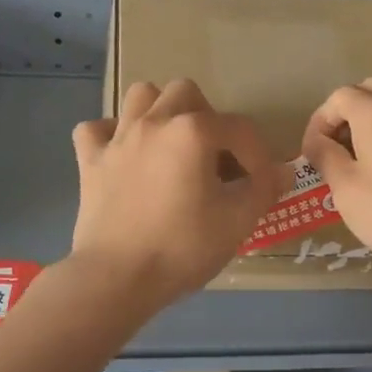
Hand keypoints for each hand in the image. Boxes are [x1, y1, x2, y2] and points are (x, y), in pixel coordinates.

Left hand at [69, 79, 289, 308]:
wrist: (117, 277)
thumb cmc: (183, 247)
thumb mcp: (238, 221)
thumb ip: (264, 189)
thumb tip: (281, 172)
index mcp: (193, 132)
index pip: (239, 128)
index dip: (258, 155)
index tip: (263, 184)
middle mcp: (154, 122)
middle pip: (186, 93)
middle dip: (207, 118)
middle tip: (214, 155)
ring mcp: (117, 138)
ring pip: (140, 96)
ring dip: (160, 111)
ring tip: (171, 143)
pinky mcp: (90, 161)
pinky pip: (96, 129)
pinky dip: (111, 135)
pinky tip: (124, 155)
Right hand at [301, 78, 371, 277]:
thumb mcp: (345, 188)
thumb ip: (326, 158)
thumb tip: (318, 143)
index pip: (338, 98)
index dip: (318, 122)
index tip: (311, 154)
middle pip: (368, 91)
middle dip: (345, 114)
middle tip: (336, 148)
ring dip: (371, 120)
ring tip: (361, 156)